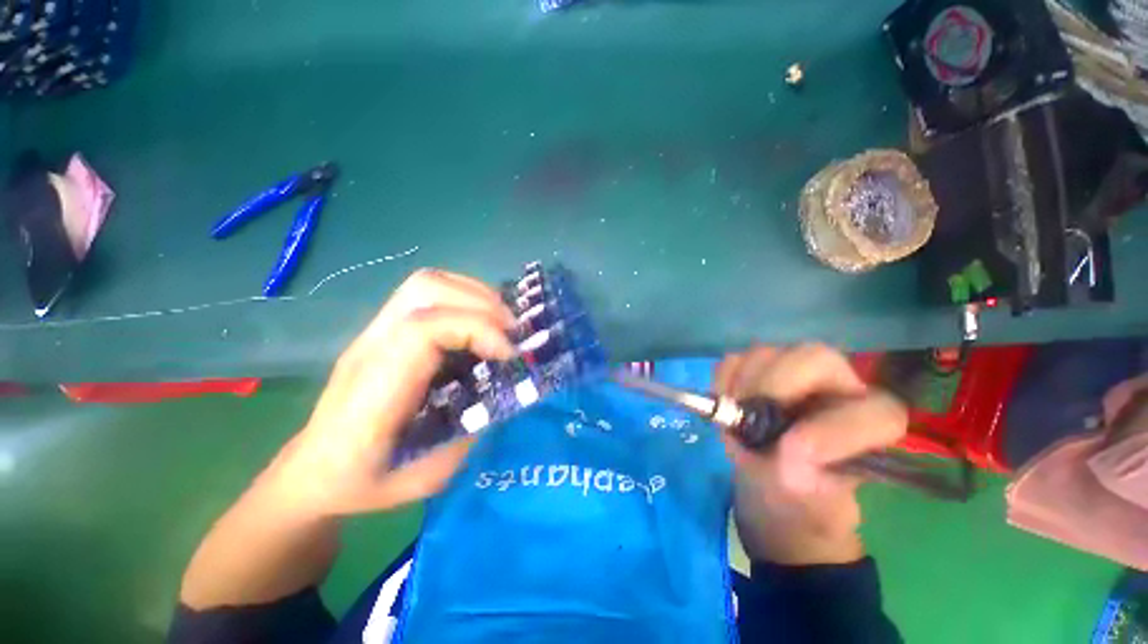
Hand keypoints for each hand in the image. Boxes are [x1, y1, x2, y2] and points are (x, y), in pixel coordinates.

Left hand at [260, 268, 515, 517]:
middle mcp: (372, 346)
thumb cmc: (362, 481)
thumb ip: (469, 433)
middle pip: (425, 289)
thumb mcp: (424, 478)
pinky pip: (428, 293)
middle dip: (481, 303)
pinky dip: (465, 297)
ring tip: (501, 323)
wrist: (313, 470)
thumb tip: (503, 392)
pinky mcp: (385, 329)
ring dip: (474, 295)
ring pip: (427, 282)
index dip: (476, 329)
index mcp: (375, 388)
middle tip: (512, 332)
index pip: (423, 329)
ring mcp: (375, 332)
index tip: (507, 354)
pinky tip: (481, 321)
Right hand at [714, 344, 907, 565]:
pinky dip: (722, 384)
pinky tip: (728, 405)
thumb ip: (804, 476)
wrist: (767, 473)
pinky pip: (731, 362)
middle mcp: (836, 383)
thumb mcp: (806, 496)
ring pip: (764, 355)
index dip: (840, 429)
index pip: (877, 412)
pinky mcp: (755, 365)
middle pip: (814, 357)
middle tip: (750, 411)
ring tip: (738, 416)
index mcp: (870, 420)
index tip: (797, 451)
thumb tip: (786, 450)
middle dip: (775, 384)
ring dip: (741, 387)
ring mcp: (790, 367)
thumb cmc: (799, 487)